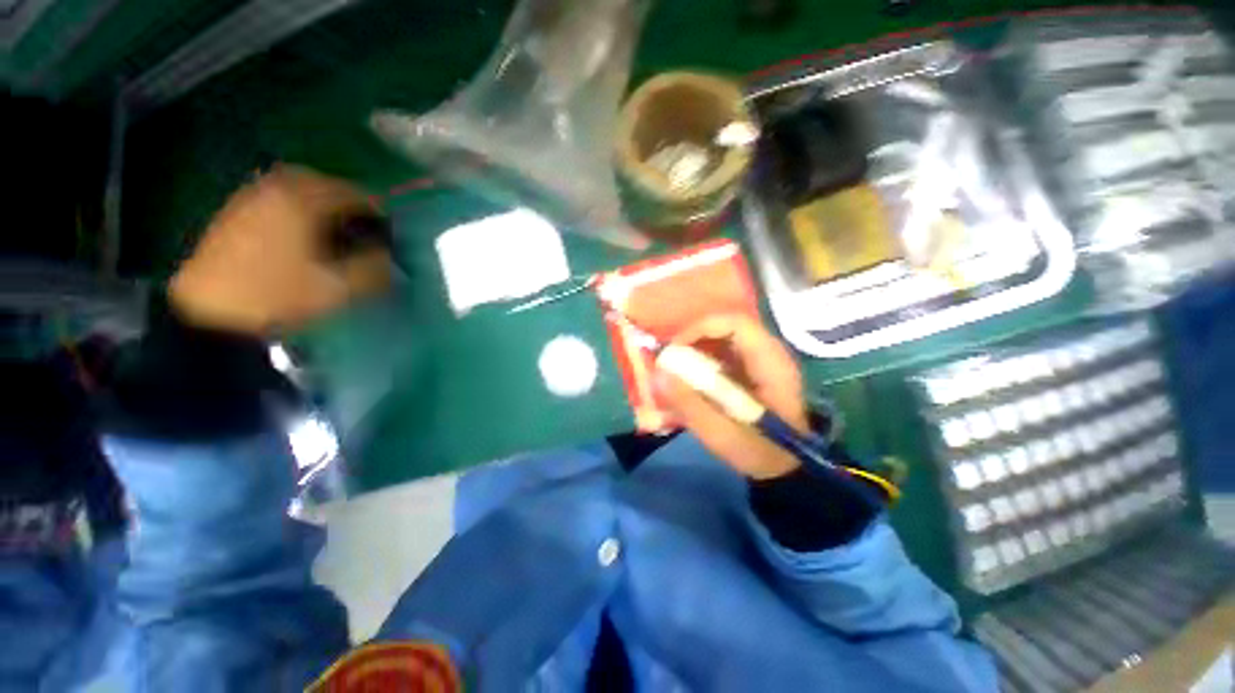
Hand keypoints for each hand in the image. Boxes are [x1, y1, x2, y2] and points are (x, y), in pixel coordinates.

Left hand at [170, 165, 391, 334]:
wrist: (211, 311)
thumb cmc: (277, 294)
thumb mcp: (336, 288)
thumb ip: (372, 269)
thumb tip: (391, 257)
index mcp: (301, 202)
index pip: (350, 193)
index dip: (374, 211)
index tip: (386, 230)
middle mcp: (274, 189)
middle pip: (320, 181)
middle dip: (345, 199)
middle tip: (359, 223)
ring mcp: (250, 197)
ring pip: (294, 184)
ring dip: (319, 199)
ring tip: (332, 224)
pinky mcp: (234, 210)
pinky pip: (274, 194)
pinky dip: (295, 203)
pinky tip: (300, 227)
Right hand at [654, 315, 807, 479]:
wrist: (787, 468)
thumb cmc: (759, 453)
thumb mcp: (722, 435)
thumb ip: (690, 405)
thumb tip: (658, 374)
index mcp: (770, 363)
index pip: (735, 323)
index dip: (700, 328)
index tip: (674, 350)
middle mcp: (769, 352)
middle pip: (725, 326)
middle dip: (692, 339)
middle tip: (670, 361)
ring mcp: (761, 359)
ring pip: (722, 337)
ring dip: (695, 349)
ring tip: (675, 370)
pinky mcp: (753, 369)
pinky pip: (723, 351)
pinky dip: (702, 360)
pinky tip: (690, 379)